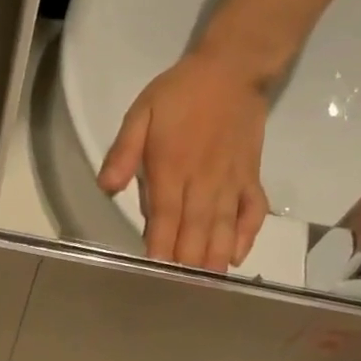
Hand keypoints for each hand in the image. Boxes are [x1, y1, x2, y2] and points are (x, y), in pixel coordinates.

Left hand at [98, 52, 271, 271]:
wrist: (233, 68)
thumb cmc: (179, 93)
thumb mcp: (140, 113)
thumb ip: (123, 152)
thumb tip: (106, 187)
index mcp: (172, 169)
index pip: (165, 218)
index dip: (160, 248)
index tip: (155, 273)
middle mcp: (203, 181)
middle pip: (195, 231)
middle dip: (187, 263)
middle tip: (180, 292)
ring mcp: (231, 181)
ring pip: (223, 227)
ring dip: (215, 257)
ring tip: (207, 286)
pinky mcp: (251, 176)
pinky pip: (253, 211)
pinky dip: (247, 235)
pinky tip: (237, 257)